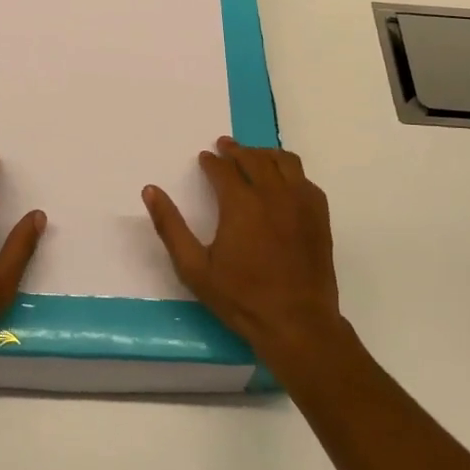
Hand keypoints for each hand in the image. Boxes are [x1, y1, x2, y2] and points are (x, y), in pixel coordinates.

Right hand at [143, 136, 344, 367]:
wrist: (297, 323)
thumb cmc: (241, 297)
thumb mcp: (194, 268)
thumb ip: (170, 226)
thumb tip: (150, 191)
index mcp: (241, 203)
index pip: (223, 168)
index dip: (211, 161)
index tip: (204, 158)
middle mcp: (272, 194)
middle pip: (254, 158)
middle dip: (236, 150)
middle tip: (224, 146)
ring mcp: (301, 202)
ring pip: (284, 161)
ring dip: (264, 154)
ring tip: (253, 156)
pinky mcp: (319, 215)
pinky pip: (305, 180)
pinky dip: (290, 172)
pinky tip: (283, 181)